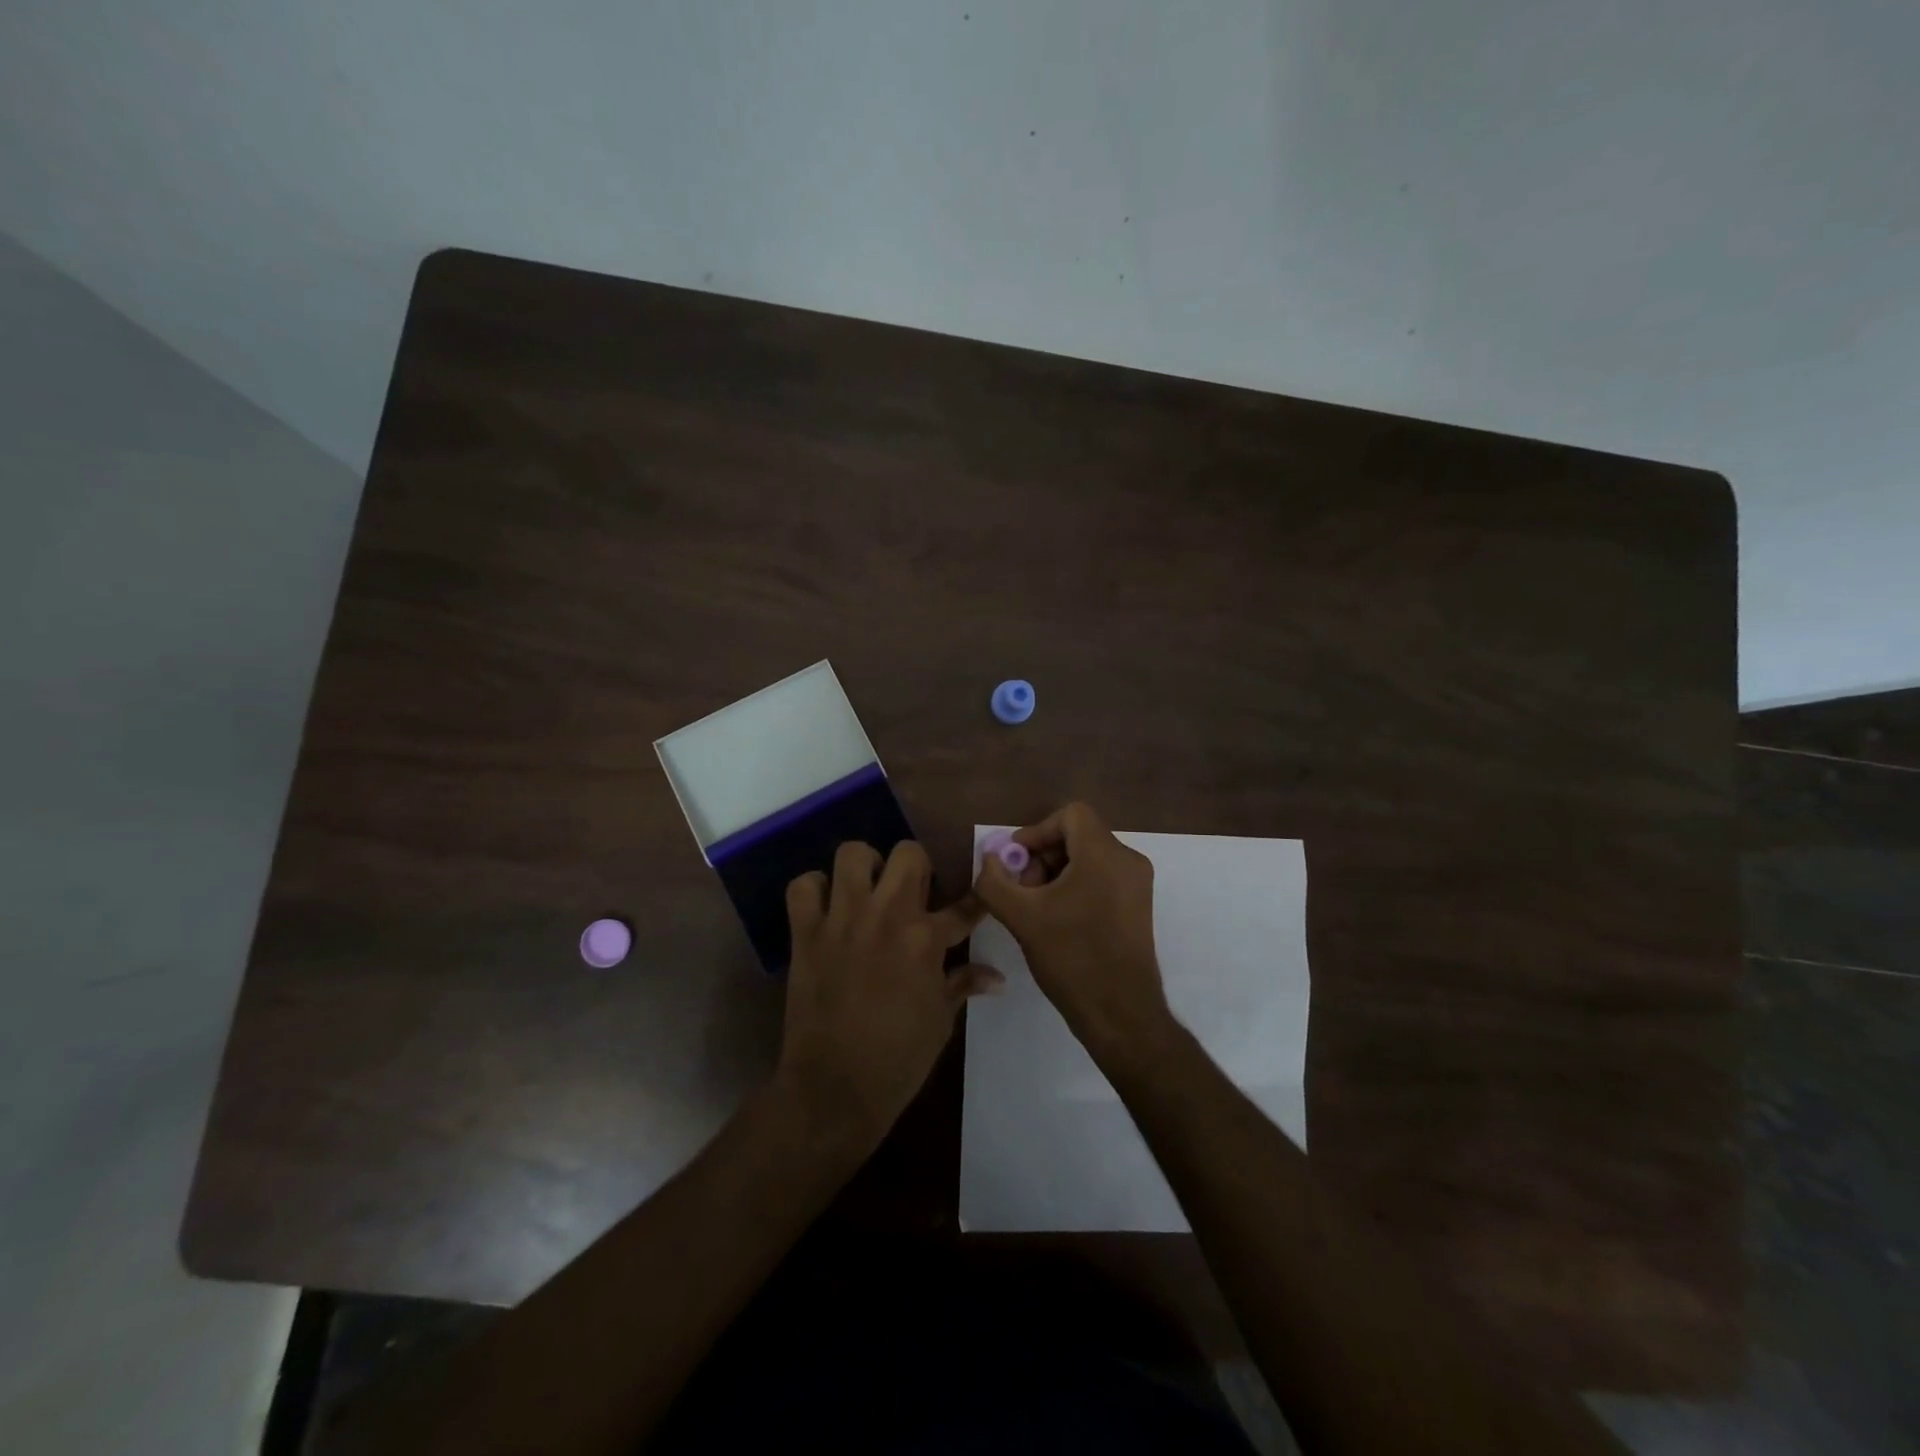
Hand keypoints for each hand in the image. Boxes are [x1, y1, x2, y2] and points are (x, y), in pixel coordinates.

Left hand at [775, 840, 1001, 1149]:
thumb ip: (963, 984)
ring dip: (864, 867)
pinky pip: (803, 887)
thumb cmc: (898, 1059)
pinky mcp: (806, 932)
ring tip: (867, 890)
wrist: (835, 1088)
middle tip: (912, 893)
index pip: (964, 906)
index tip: (980, 893)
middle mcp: (886, 915)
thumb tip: (996, 976)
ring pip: (853, 853)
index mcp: (926, 939)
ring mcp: (843, 919)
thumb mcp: (941, 1021)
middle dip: (916, 866)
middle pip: (908, 853)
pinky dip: (814, 890)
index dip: (977, 899)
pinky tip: (825, 907)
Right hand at [972, 802, 1175, 1066]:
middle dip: (1042, 857)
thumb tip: (988, 859)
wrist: (1121, 1014)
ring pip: (1088, 858)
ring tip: (1035, 909)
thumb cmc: (1072, 958)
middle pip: (1078, 836)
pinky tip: (1056, 920)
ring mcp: (1137, 885)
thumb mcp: (1021, 917)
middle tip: (1021, 890)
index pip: (1070, 815)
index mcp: (1105, 854)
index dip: (1036, 831)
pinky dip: (1075, 887)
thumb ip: (994, 881)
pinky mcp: (1138, 907)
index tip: (1015, 863)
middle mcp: (1128, 861)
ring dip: (1055, 874)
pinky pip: (1101, 878)